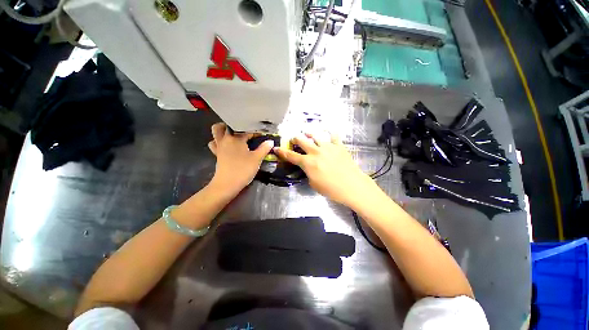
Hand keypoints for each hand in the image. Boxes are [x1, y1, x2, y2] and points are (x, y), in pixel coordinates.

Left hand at [208, 123, 273, 196]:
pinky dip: (219, 141)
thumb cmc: (243, 169)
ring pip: (216, 133)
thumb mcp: (257, 159)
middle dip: (233, 125)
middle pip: (224, 126)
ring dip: (223, 131)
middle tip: (243, 129)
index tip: (262, 134)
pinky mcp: (217, 154)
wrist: (227, 184)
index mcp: (236, 138)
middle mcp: (225, 139)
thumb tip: (270, 141)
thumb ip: (264, 148)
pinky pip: (214, 143)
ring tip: (233, 134)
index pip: (246, 131)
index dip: (255, 132)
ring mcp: (219, 147)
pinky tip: (227, 146)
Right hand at [274, 133, 376, 206]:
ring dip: (309, 133)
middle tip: (294, 139)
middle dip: (295, 139)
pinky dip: (331, 133)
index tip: (276, 148)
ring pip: (316, 135)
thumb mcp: (314, 184)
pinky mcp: (339, 146)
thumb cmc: (331, 189)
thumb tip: (308, 168)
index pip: (291, 156)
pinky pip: (334, 136)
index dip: (282, 152)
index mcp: (308, 163)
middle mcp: (316, 152)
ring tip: (307, 132)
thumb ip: (308, 173)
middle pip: (302, 141)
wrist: (352, 186)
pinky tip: (329, 131)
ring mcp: (328, 147)